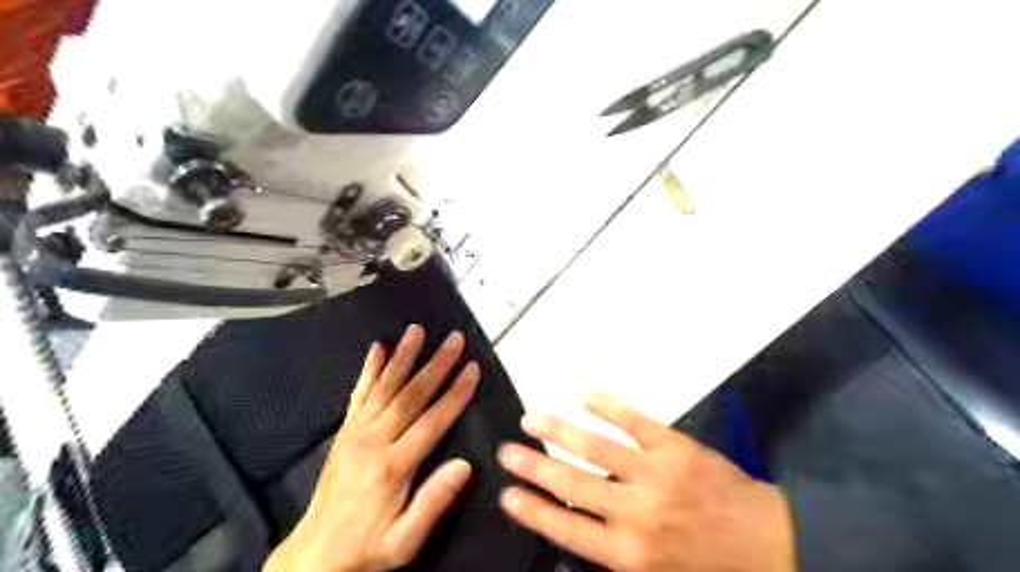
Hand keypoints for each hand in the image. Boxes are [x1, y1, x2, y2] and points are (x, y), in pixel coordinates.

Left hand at [267, 327, 481, 570]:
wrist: (316, 554)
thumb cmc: (366, 547)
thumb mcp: (406, 540)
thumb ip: (434, 502)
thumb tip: (464, 466)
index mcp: (394, 466)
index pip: (433, 420)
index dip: (455, 393)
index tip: (472, 369)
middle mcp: (374, 441)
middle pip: (411, 394)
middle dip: (437, 364)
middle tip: (454, 339)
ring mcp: (357, 433)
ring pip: (385, 386)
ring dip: (404, 356)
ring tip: (417, 331)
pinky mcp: (345, 431)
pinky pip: (358, 394)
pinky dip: (368, 370)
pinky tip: (376, 349)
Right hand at [499, 393, 791, 571]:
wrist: (772, 545)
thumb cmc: (711, 566)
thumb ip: (617, 555)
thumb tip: (579, 526)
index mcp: (629, 553)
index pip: (567, 527)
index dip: (533, 509)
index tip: (507, 494)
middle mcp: (634, 512)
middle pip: (572, 484)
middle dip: (533, 466)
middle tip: (507, 451)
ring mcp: (654, 473)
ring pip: (595, 447)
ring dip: (559, 430)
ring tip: (531, 418)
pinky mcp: (675, 447)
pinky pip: (635, 421)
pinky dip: (608, 406)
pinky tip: (585, 393)